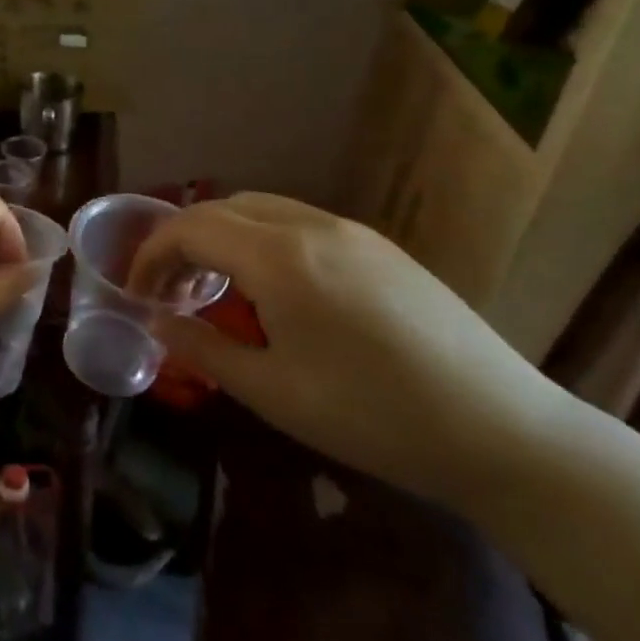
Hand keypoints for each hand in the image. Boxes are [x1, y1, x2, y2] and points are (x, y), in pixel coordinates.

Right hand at [128, 193, 578, 514]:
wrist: (502, 431)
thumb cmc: (373, 416)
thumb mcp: (273, 392)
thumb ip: (203, 350)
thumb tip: (158, 323)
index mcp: (279, 257)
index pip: (190, 229)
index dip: (151, 255)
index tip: (137, 293)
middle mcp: (312, 225)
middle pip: (222, 209)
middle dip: (181, 241)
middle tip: (169, 290)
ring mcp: (352, 231)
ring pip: (261, 209)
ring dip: (222, 237)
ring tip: (214, 288)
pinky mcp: (380, 247)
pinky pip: (299, 223)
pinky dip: (261, 240)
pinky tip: (271, 288)